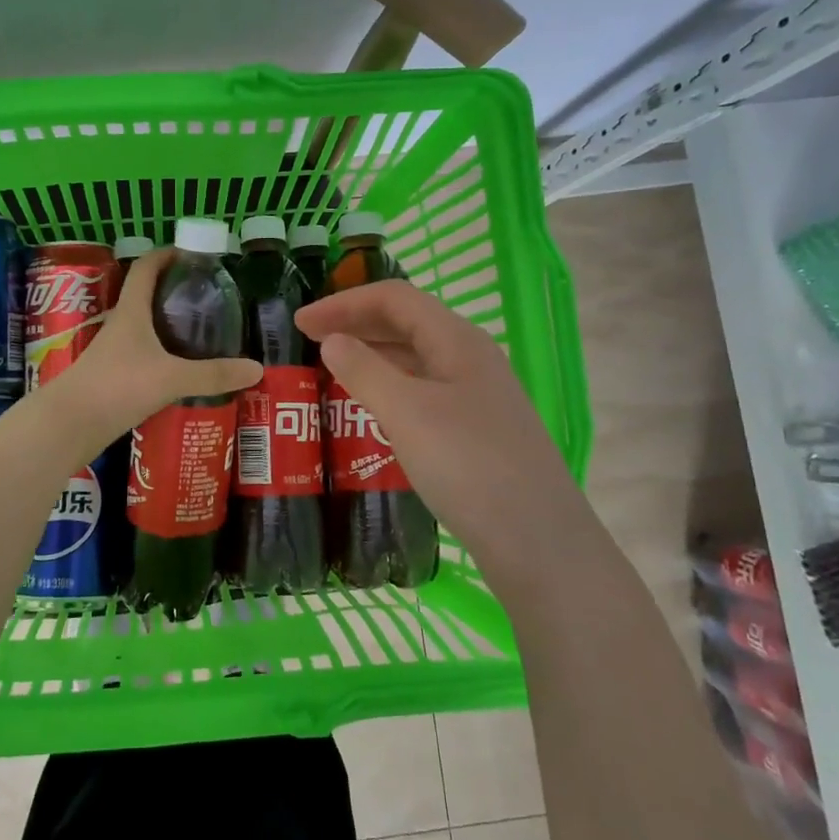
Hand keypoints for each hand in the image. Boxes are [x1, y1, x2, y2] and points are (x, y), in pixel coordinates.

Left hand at [42, 249, 260, 454]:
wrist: (69, 424)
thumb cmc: (117, 386)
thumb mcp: (171, 378)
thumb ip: (213, 374)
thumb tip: (257, 368)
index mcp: (131, 312)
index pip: (146, 268)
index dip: (167, 254)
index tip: (192, 253)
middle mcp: (121, 326)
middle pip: (147, 297)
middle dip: (175, 292)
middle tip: (209, 297)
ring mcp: (115, 353)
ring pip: (146, 329)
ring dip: (169, 326)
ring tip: (203, 333)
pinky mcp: (114, 377)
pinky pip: (144, 357)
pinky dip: (164, 356)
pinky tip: (183, 371)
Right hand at [294, 279, 571, 548]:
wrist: (538, 541)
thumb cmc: (468, 465)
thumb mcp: (406, 413)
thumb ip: (364, 370)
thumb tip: (333, 341)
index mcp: (457, 340)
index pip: (394, 298)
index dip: (344, 303)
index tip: (300, 322)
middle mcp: (470, 357)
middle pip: (406, 322)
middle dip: (355, 323)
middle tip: (309, 340)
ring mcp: (476, 394)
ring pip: (415, 358)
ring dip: (371, 354)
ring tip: (332, 369)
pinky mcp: (475, 428)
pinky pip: (422, 390)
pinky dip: (389, 386)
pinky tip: (371, 408)